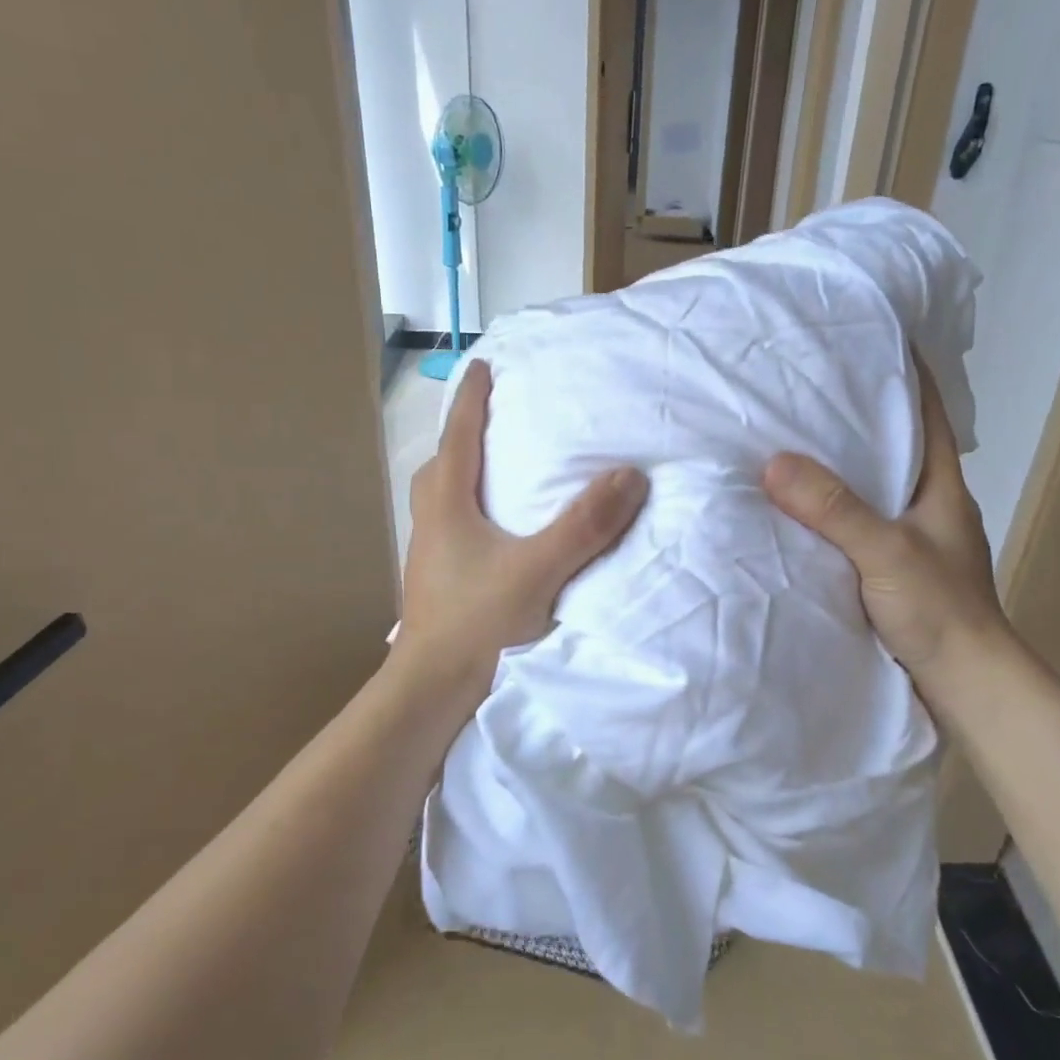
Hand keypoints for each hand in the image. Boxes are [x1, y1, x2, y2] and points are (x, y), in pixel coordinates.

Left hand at [395, 362, 648, 697]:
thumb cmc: (477, 624)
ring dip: (461, 478)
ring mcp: (429, 558)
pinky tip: (495, 536)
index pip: (458, 438)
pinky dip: (469, 516)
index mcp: (447, 508)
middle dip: (461, 437)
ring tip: (493, 474)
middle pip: (440, 468)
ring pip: (440, 502)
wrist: (431, 694)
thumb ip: (584, 525)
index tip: (483, 365)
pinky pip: (450, 531)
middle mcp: (431, 525)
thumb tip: (630, 475)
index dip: (471, 400)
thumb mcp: (538, 571)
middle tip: (488, 423)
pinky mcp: (437, 585)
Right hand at [761, 356, 1013, 684]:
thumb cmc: (941, 611)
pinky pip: (854, 524)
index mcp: (941, 486)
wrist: (966, 686)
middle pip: (892, 445)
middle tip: (804, 386)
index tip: (867, 338)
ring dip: (837, 465)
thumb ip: (835, 509)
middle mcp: (928, 504)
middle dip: (855, 413)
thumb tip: (774, 462)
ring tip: (787, 438)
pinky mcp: (891, 571)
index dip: (906, 371)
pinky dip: (828, 509)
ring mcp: (910, 539)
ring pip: (870, 486)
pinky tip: (793, 508)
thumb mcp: (887, 553)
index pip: (926, 412)